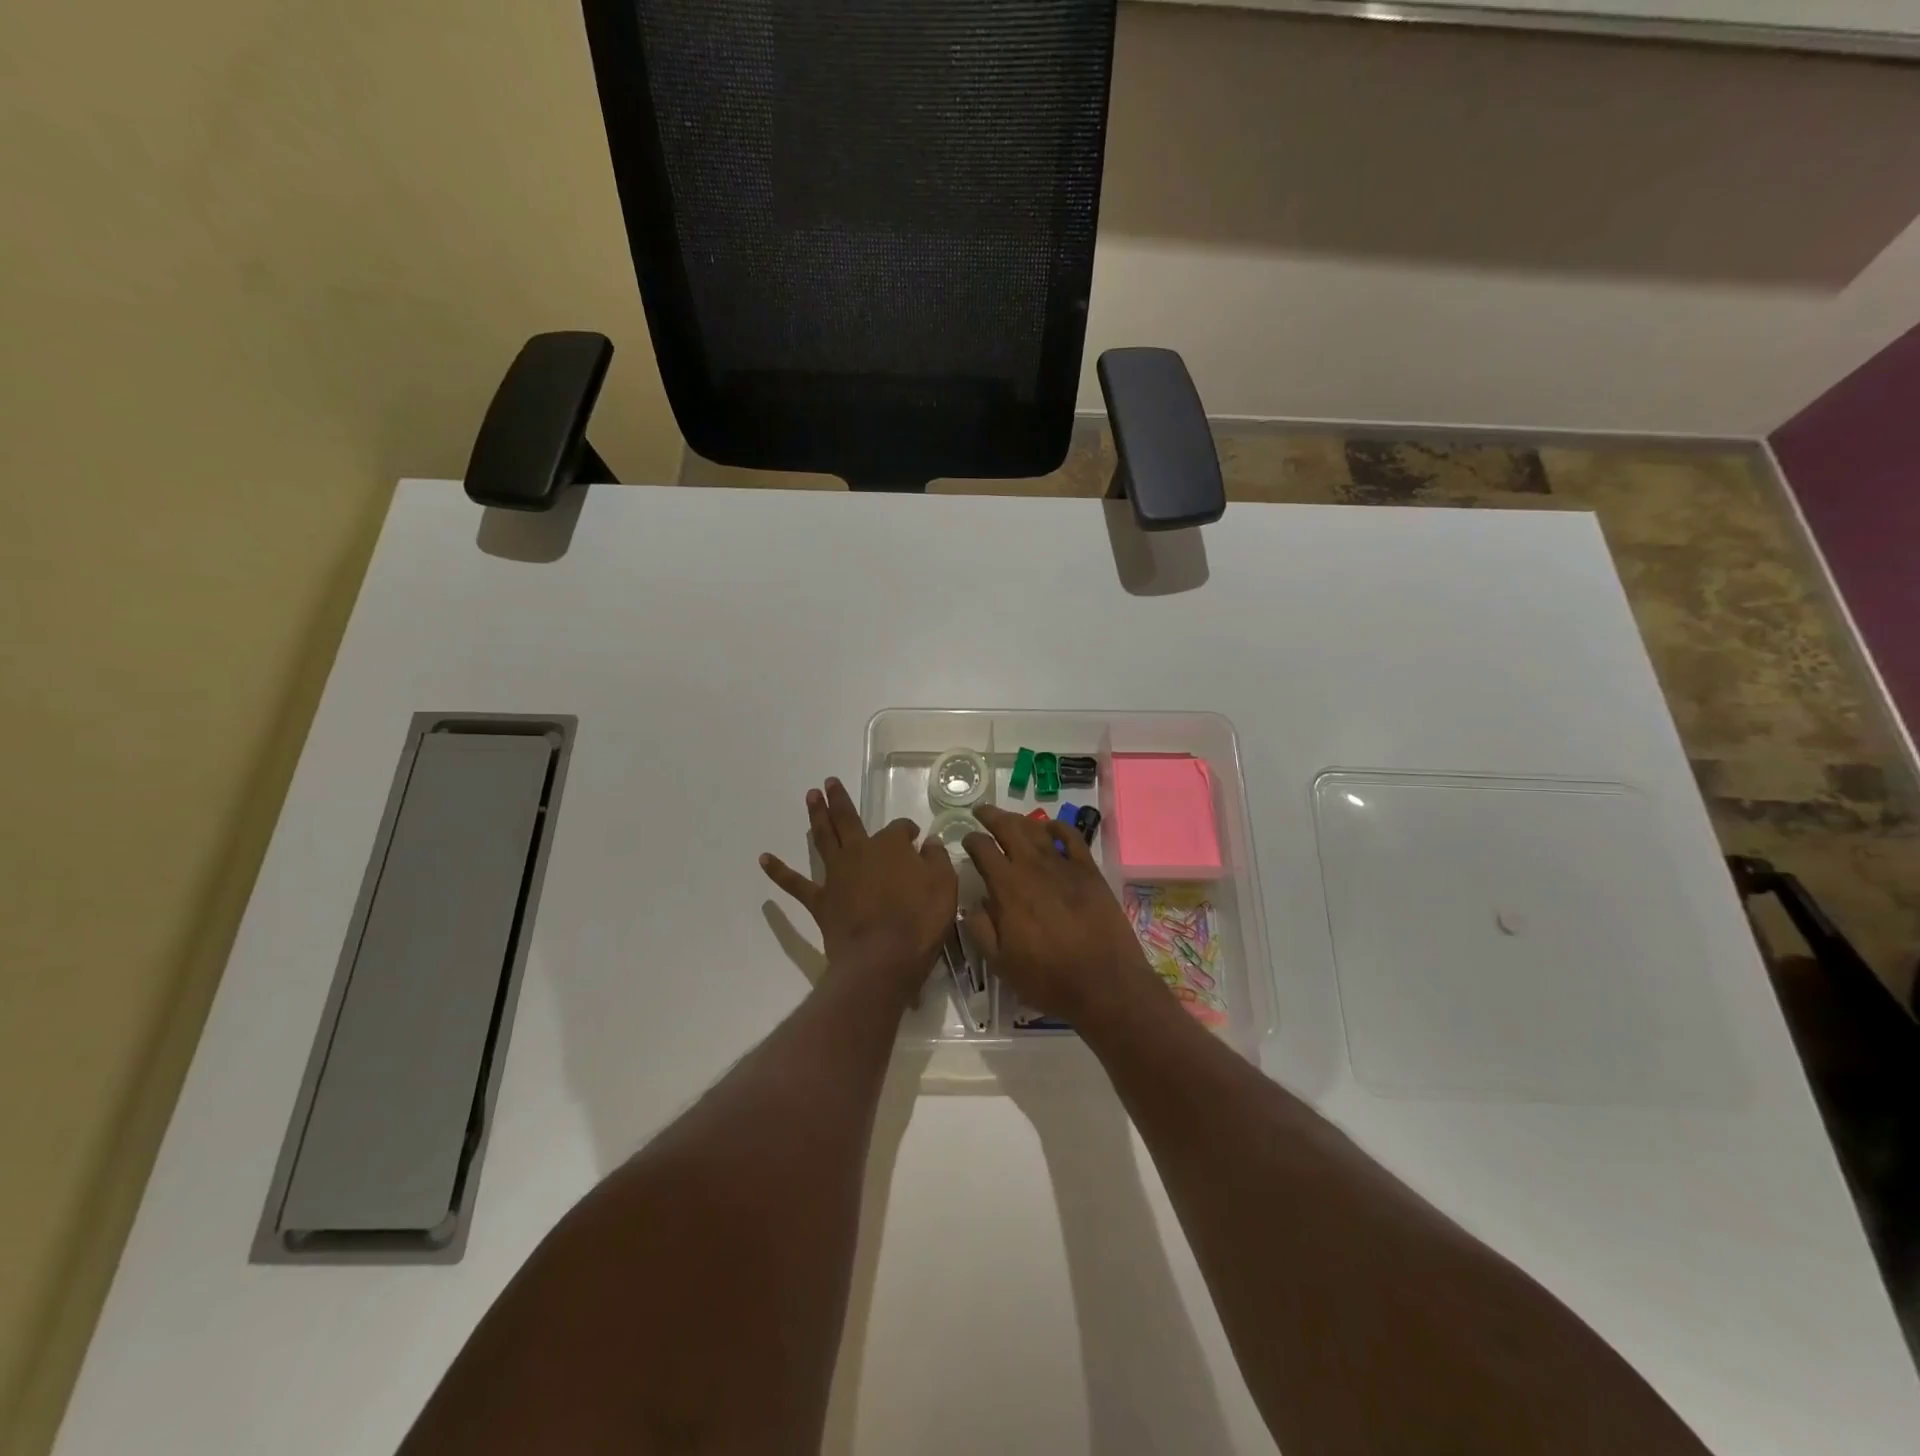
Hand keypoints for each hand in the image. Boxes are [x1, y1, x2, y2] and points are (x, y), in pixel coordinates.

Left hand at [761, 777, 957, 1000]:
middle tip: (829, 782)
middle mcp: (860, 852)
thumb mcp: (944, 886)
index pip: (901, 829)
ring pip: (823, 839)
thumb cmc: (919, 922)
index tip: (916, 838)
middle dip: (840, 801)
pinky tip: (764, 858)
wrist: (882, 958)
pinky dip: (779, 871)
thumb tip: (930, 844)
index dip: (908, 831)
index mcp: (891, 846)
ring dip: (816, 817)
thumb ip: (937, 860)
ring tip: (810, 797)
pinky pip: (796, 884)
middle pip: (849, 820)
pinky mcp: (821, 901)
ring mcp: (837, 875)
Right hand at [961, 805, 1164, 1031]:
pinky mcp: (1089, 870)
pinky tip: (1050, 827)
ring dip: (1020, 820)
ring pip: (1037, 829)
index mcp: (1007, 888)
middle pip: (1008, 828)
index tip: (966, 839)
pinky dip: (1058, 826)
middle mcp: (1033, 867)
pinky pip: (1072, 837)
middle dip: (991, 816)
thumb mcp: (1001, 964)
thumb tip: (972, 905)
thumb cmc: (1048, 978)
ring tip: (1010, 818)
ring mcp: (1063, 866)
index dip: (971, 840)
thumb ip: (981, 930)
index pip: (982, 849)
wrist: (1104, 983)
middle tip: (981, 811)